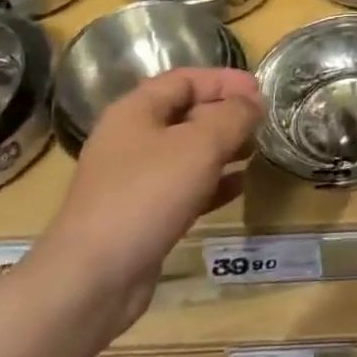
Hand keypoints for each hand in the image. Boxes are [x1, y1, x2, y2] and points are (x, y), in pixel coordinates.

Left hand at [38, 69, 262, 330]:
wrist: (94, 277)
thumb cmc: (148, 194)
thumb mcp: (200, 145)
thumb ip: (233, 116)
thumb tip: (253, 103)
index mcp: (136, 111)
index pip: (185, 79)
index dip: (224, 80)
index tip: (260, 91)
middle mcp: (131, 139)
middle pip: (186, 114)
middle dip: (226, 114)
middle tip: (262, 123)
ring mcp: (133, 179)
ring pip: (187, 152)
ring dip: (223, 148)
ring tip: (256, 152)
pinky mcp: (141, 215)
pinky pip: (183, 187)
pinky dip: (212, 182)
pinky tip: (239, 187)